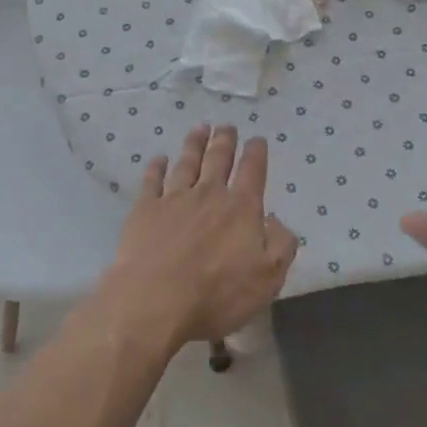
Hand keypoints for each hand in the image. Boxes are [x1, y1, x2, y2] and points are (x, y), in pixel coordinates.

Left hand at [97, 125, 298, 352]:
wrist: (154, 300)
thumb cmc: (217, 295)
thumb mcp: (267, 279)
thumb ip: (280, 246)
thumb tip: (276, 220)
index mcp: (241, 209)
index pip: (252, 171)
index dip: (256, 153)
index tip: (257, 139)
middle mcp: (208, 194)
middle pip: (218, 159)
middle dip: (225, 140)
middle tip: (227, 125)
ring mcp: (174, 198)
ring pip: (187, 162)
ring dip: (195, 143)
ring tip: (200, 128)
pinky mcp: (145, 209)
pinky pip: (152, 180)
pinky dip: (156, 167)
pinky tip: (159, 159)